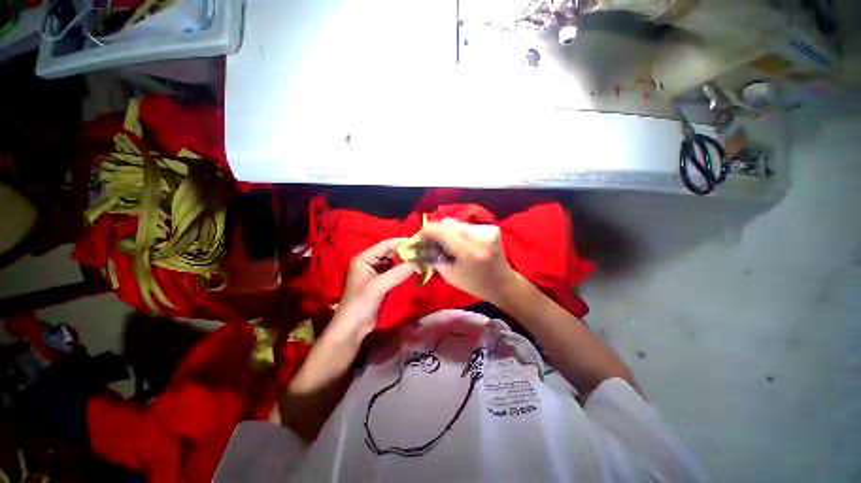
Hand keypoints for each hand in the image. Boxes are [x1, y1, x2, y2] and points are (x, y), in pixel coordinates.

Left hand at [328, 238, 415, 341]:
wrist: (353, 327)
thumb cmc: (361, 303)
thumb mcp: (379, 286)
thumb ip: (398, 273)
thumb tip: (419, 261)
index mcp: (365, 258)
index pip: (386, 245)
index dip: (402, 242)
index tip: (419, 242)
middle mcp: (371, 261)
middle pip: (391, 252)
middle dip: (406, 252)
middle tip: (424, 251)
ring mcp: (377, 271)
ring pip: (395, 262)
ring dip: (407, 261)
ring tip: (422, 258)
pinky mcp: (383, 281)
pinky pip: (396, 271)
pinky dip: (405, 270)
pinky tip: (415, 269)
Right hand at [421, 219, 518, 305]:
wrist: (503, 283)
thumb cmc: (474, 284)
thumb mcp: (449, 275)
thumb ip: (433, 257)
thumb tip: (419, 244)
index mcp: (469, 252)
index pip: (440, 230)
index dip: (425, 231)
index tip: (418, 238)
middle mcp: (479, 236)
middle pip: (447, 223)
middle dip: (436, 232)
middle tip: (431, 243)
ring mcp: (487, 230)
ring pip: (457, 223)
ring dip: (447, 232)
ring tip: (447, 244)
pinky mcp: (492, 227)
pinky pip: (467, 225)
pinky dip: (459, 232)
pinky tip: (461, 243)